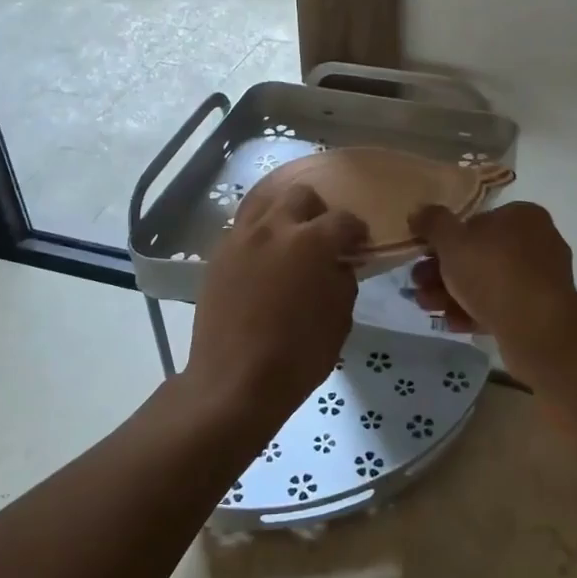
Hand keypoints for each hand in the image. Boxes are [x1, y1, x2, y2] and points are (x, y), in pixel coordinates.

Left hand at [186, 184, 366, 416]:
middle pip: (300, 195)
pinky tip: (264, 259)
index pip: (343, 219)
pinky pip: (242, 228)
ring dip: (283, 214)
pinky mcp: (217, 255)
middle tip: (322, 237)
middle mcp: (273, 228)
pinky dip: (258, 233)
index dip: (356, 231)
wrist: (234, 382)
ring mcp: (240, 238)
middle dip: (317, 211)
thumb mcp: (340, 319)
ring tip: (289, 239)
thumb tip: (339, 264)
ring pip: (264, 202)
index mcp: (311, 241)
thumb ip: (343, 280)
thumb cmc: (297, 356)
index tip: (358, 245)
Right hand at [408, 202, 576, 358]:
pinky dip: (474, 311)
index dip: (445, 237)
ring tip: (425, 305)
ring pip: (487, 282)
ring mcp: (540, 279)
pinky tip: (450, 322)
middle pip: (479, 253)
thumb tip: (419, 212)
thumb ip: (433, 222)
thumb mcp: (452, 241)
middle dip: (443, 271)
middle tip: (418, 283)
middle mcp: (537, 242)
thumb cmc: (494, 273)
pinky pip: (501, 306)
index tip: (422, 255)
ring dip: (452, 293)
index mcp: (523, 217)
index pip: (476, 220)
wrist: (537, 329)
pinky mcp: (540, 312)